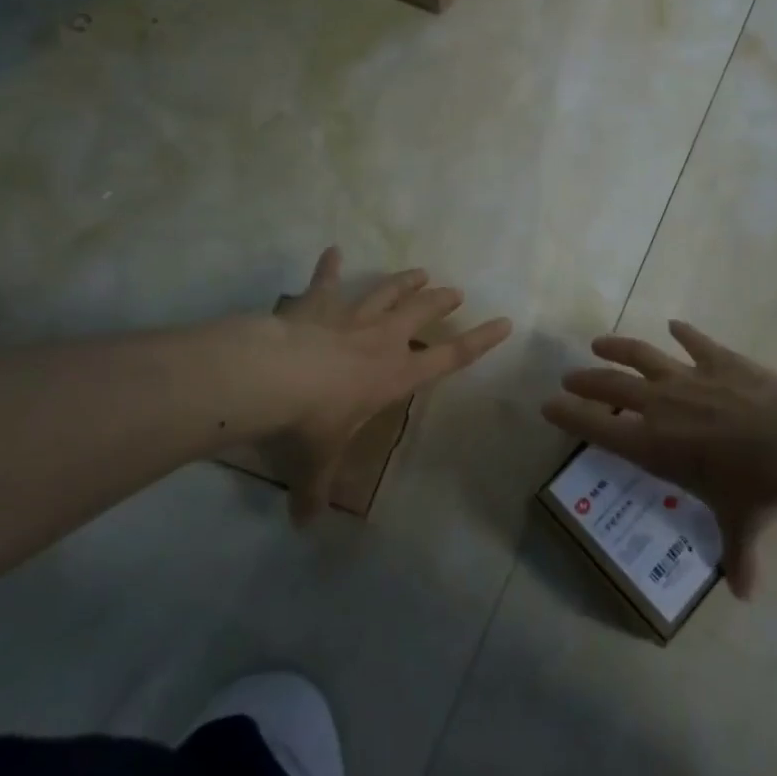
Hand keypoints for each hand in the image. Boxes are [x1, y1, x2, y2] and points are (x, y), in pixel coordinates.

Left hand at [258, 247, 510, 522]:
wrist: (272, 379)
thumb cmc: (309, 424)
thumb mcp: (314, 465)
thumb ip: (314, 492)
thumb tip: (303, 526)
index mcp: (395, 376)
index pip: (450, 357)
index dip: (480, 341)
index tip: (504, 322)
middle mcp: (381, 340)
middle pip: (421, 312)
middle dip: (441, 301)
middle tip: (456, 292)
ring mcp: (350, 317)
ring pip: (386, 292)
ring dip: (404, 281)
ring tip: (421, 271)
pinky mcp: (317, 304)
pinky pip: (326, 281)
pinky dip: (329, 266)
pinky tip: (332, 249)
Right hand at [543, 322, 776, 597]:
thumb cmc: (754, 487)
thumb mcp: (740, 524)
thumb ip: (737, 555)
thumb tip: (746, 594)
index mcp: (653, 445)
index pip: (597, 428)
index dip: (569, 416)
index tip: (547, 405)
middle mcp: (660, 405)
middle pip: (612, 386)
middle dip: (586, 381)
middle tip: (568, 376)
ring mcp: (688, 377)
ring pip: (641, 355)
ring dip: (618, 348)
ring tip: (599, 343)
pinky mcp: (717, 359)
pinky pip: (694, 341)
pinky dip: (684, 333)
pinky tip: (675, 325)